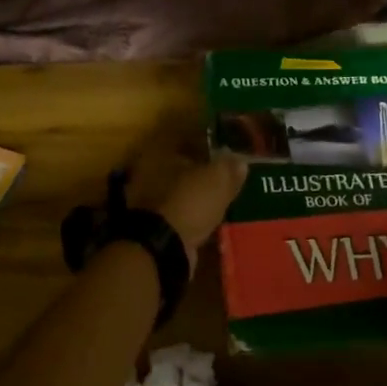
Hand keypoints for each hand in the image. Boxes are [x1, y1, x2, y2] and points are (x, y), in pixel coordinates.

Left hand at [123, 144, 247, 258]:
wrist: (164, 248)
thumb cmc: (188, 201)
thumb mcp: (216, 179)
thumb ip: (228, 167)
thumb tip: (240, 161)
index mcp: (158, 152)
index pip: (185, 137)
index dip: (207, 142)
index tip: (227, 149)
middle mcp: (147, 172)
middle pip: (181, 166)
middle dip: (202, 171)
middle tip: (227, 175)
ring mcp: (146, 200)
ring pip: (179, 190)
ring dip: (197, 194)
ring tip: (222, 198)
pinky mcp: (153, 225)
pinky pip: (178, 213)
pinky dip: (192, 215)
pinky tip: (210, 219)